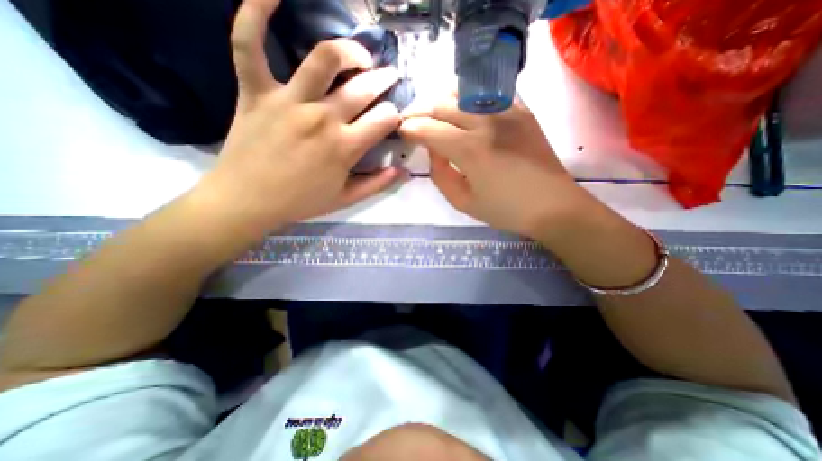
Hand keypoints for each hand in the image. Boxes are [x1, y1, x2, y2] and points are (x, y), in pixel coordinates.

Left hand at [196, 0, 407, 236]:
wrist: (247, 201)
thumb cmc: (300, 202)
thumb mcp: (345, 199)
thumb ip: (377, 184)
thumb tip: (403, 171)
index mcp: (345, 148)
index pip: (385, 119)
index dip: (395, 116)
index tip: (393, 118)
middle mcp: (322, 119)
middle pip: (364, 88)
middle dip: (384, 80)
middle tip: (390, 76)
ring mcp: (288, 101)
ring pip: (323, 59)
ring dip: (348, 50)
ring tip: (359, 56)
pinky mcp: (255, 91)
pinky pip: (249, 44)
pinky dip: (255, 11)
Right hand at [401, 97, 597, 240]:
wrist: (553, 206)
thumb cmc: (505, 210)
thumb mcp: (463, 202)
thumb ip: (440, 174)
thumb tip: (433, 150)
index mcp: (471, 150)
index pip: (429, 129)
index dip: (410, 129)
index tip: (400, 132)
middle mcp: (487, 122)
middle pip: (441, 104)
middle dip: (418, 110)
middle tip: (410, 120)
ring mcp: (507, 111)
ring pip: (462, 92)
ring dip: (440, 100)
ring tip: (431, 112)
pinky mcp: (522, 110)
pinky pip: (486, 93)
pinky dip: (466, 97)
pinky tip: (461, 109)